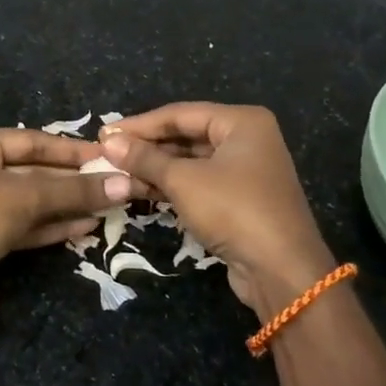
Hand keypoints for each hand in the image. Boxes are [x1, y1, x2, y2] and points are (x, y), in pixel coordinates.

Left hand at [0, 128, 130, 295]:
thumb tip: (127, 184)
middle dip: (72, 181)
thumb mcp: (28, 195)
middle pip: (33, 171)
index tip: (106, 155)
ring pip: (30, 200)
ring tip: (107, 206)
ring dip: (67, 204)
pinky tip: (86, 226)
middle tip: (113, 184)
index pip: (31, 141)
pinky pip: (24, 223)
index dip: (71, 150)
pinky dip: (52, 224)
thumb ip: (76, 191)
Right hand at [101, 103, 335, 320]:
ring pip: (190, 161)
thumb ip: (144, 158)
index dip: (140, 124)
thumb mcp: (183, 180)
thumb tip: (108, 141)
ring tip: (116, 173)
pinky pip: (198, 182)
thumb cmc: (233, 210)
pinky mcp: (240, 199)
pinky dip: (171, 185)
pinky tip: (139, 190)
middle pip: (185, 135)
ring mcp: (245, 171)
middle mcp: (247, 139)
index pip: (179, 113)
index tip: (104, 133)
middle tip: (107, 153)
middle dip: (146, 147)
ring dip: (154, 168)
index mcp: (241, 122)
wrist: (282, 271)